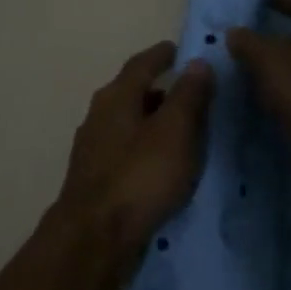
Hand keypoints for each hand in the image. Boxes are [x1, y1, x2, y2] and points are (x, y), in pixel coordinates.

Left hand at [54, 41, 212, 285]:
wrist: (93, 239)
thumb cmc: (139, 177)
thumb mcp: (175, 132)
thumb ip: (188, 96)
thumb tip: (197, 62)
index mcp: (116, 97)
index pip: (140, 64)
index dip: (161, 55)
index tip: (178, 49)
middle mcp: (99, 116)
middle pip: (131, 93)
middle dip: (158, 89)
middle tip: (188, 92)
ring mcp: (92, 149)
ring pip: (128, 123)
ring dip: (152, 121)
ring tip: (181, 131)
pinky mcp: (94, 180)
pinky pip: (125, 151)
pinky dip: (145, 148)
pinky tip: (161, 165)